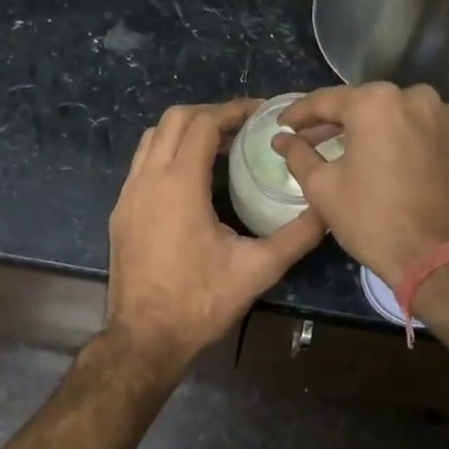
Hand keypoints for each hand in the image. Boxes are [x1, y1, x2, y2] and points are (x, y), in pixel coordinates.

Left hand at [105, 100, 324, 376]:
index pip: (202, 123)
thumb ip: (296, 236)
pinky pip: (142, 164)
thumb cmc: (200, 302)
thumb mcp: (257, 269)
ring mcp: (128, 194)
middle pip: (173, 119)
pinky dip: (167, 153)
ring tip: (219, 145)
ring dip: (184, 131)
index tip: (259, 111)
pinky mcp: (120, 212)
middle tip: (242, 125)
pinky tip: (192, 177)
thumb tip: (328, 210)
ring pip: (152, 139)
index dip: (232, 111)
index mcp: (179, 184)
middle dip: (208, 113)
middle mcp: (148, 179)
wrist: (144, 338)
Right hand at [274, 83, 448, 283]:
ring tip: (347, 150)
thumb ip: (298, 154)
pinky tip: (384, 159)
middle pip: (363, 104)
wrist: (439, 258)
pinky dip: (398, 138)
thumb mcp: (322, 187)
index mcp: (376, 103)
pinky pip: (420, 129)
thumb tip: (282, 138)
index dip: (298, 113)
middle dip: (334, 121)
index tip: (282, 126)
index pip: (325, 100)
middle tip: (310, 139)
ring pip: (394, 114)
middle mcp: (414, 97)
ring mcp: (444, 116)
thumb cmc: (372, 219)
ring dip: (369, 128)